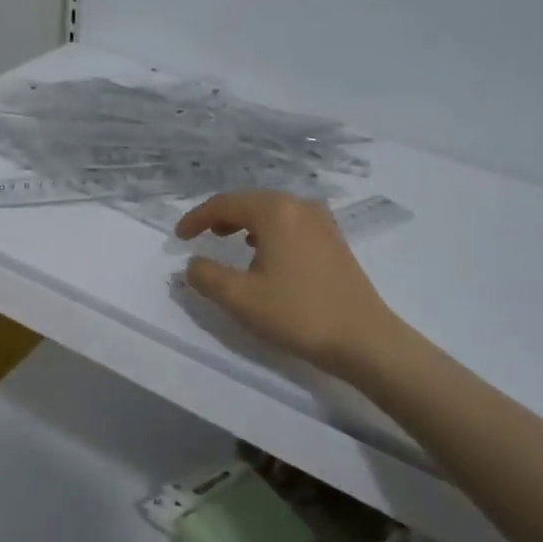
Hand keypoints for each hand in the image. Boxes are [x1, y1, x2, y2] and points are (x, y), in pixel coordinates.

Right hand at [175, 191, 401, 379]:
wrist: (363, 339)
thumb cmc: (297, 313)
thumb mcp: (240, 298)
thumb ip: (207, 276)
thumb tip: (192, 263)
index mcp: (275, 211)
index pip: (224, 203)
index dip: (196, 218)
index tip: (179, 237)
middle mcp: (300, 206)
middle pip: (250, 201)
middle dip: (221, 217)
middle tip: (201, 235)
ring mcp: (322, 222)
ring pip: (272, 212)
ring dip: (245, 223)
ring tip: (229, 242)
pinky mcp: (334, 240)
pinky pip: (291, 223)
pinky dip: (269, 232)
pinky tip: (265, 254)